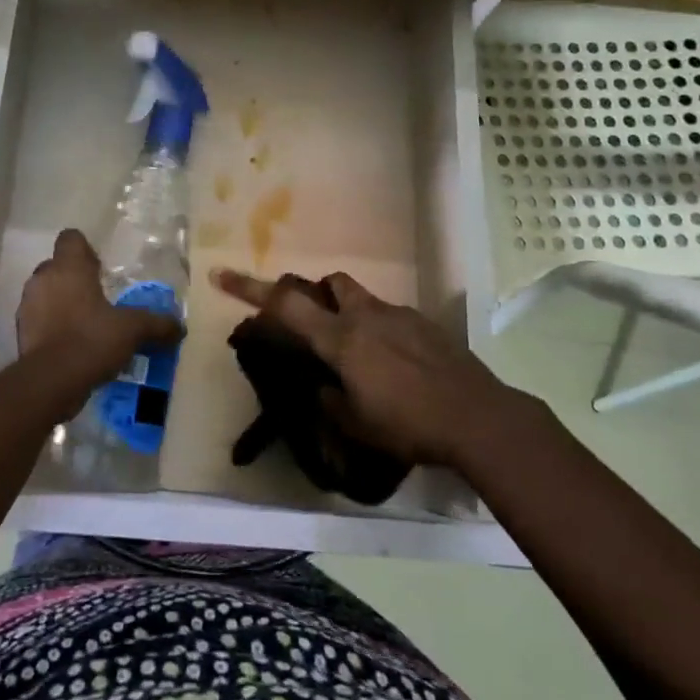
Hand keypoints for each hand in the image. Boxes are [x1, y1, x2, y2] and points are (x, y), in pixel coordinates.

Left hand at [18, 229, 182, 374]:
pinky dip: (53, 327)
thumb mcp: (132, 330)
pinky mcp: (21, 332)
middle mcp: (43, 279)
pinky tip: (72, 345)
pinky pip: (40, 320)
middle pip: (57, 266)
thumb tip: (180, 327)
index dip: (85, 249)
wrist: (50, 381)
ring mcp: (27, 306)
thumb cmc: (91, 340)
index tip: (100, 267)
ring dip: (62, 303)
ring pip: (46, 293)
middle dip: (75, 278)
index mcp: (68, 267)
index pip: (70, 238)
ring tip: (86, 323)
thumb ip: (156, 324)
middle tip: (99, 297)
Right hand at [212, 267, 508, 468]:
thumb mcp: (355, 425)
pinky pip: (394, 319)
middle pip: (332, 284)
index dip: (249, 289)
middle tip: (317, 327)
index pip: (285, 305)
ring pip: (364, 301)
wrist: (478, 417)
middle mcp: (367, 316)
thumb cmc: (407, 424)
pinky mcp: (427, 326)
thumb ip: (328, 401)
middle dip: (317, 295)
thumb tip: (321, 388)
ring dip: (353, 317)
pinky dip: (384, 334)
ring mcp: (401, 316)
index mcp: (341, 338)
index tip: (221, 274)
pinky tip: (399, 369)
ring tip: (364, 359)